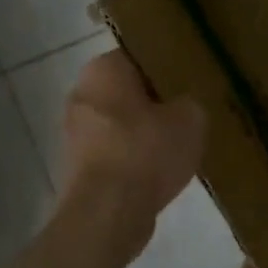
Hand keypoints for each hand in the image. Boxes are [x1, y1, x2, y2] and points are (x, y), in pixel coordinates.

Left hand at [62, 52, 206, 259]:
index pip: (141, 54)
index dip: (169, 65)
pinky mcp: (78, 167)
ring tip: (181, 140)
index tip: (192, 77)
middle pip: (129, 89)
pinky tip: (162, 167)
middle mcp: (82, 94)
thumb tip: (184, 106)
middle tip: (190, 107)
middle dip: (156, 98)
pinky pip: (116, 150)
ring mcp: (75, 133)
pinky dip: (135, 156)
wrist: (108, 214)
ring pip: (121, 121)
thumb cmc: (147, 151)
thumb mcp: (191, 116)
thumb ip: (190, 101)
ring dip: (145, 129)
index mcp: (104, 69)